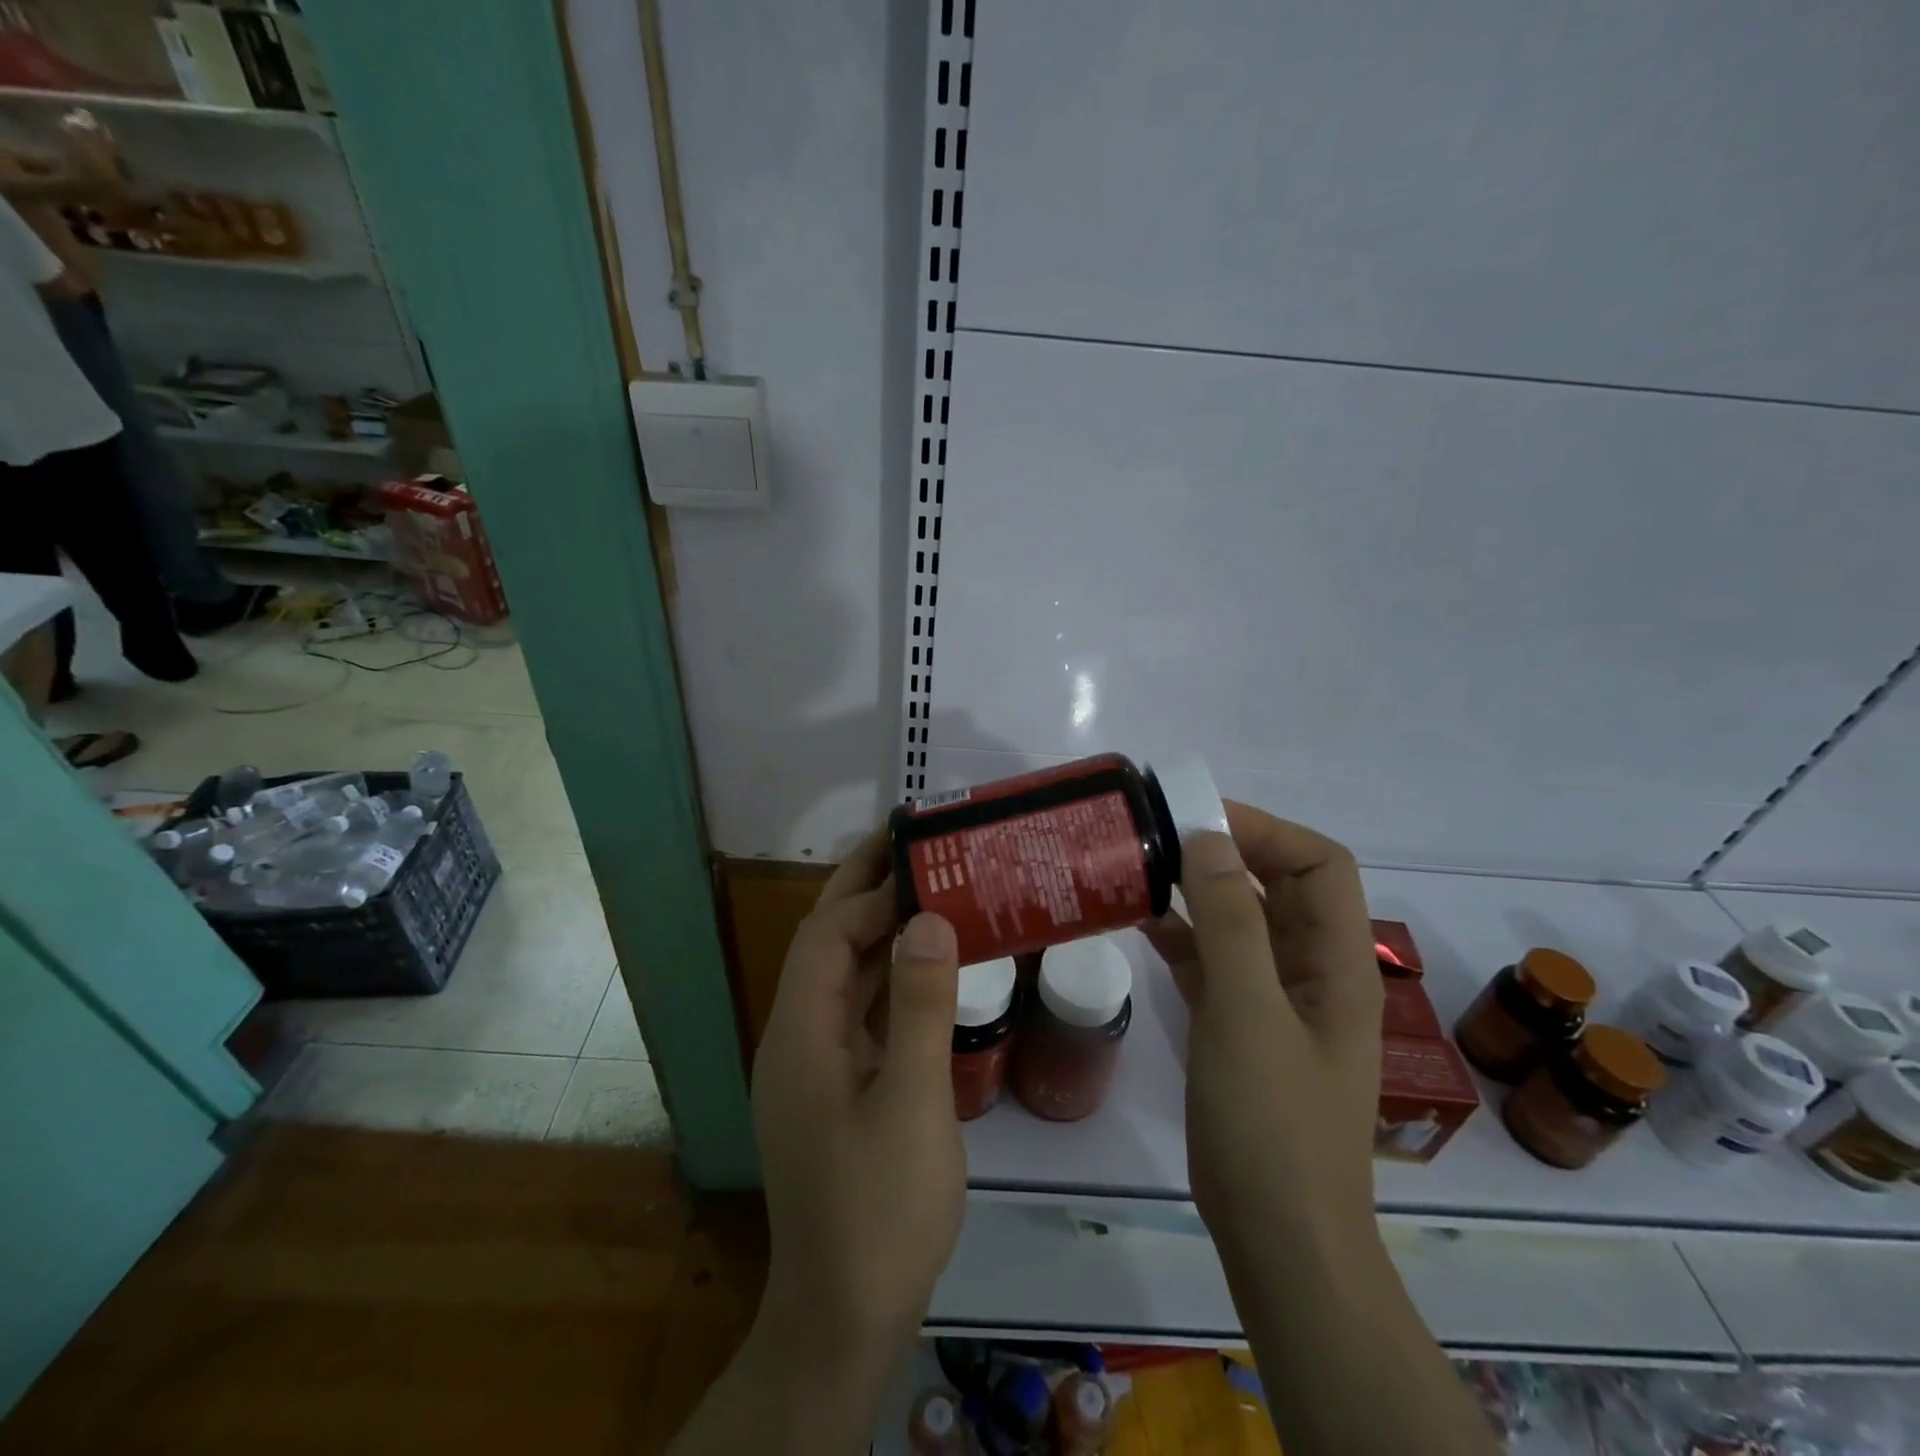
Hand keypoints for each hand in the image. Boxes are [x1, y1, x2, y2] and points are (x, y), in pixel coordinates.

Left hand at [749, 828, 964, 1364]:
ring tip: (927, 888)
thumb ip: (921, 1006)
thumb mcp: (913, 1104)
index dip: (869, 895)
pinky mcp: (836, 1085)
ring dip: (879, 930)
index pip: (825, 936)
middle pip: (825, 944)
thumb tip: (928, 919)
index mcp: (800, 1033)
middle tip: (911, 844)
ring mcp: (814, 1063)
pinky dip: (889, 977)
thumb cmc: (880, 1208)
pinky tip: (927, 966)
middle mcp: (797, 1036)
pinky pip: (860, 1011)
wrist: (845, 1316)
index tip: (922, 865)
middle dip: (861, 890)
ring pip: (843, 975)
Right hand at [1144, 803, 1381, 1248]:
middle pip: (1278, 886)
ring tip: (1142, 869)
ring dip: (1198, 892)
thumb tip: (1209, 838)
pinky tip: (1140, 922)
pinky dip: (1182, 935)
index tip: (1199, 821)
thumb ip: (1229, 922)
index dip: (1267, 831)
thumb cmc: (1272, 1123)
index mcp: (1338, 962)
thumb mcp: (1247, 1013)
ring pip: (1241, 922)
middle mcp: (1312, 971)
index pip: (1320, 865)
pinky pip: (1214, 961)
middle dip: (1226, 853)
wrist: (1277, 1238)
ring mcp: (1275, 1000)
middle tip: (1159, 836)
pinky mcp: (1240, 1026)